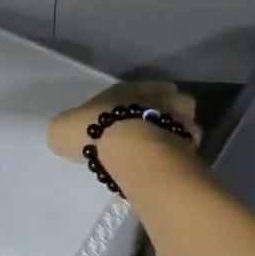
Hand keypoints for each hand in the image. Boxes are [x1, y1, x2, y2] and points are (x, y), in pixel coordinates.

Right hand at [48, 81, 200, 171]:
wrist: (132, 151)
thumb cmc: (94, 130)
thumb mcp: (63, 128)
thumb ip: (68, 129)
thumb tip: (67, 136)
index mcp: (126, 88)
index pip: (133, 89)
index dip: (128, 104)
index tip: (121, 119)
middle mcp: (158, 97)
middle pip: (167, 100)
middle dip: (161, 113)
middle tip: (147, 133)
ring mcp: (179, 119)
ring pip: (184, 123)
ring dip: (175, 134)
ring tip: (161, 152)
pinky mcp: (191, 144)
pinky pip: (186, 148)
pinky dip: (180, 156)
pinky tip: (168, 167)